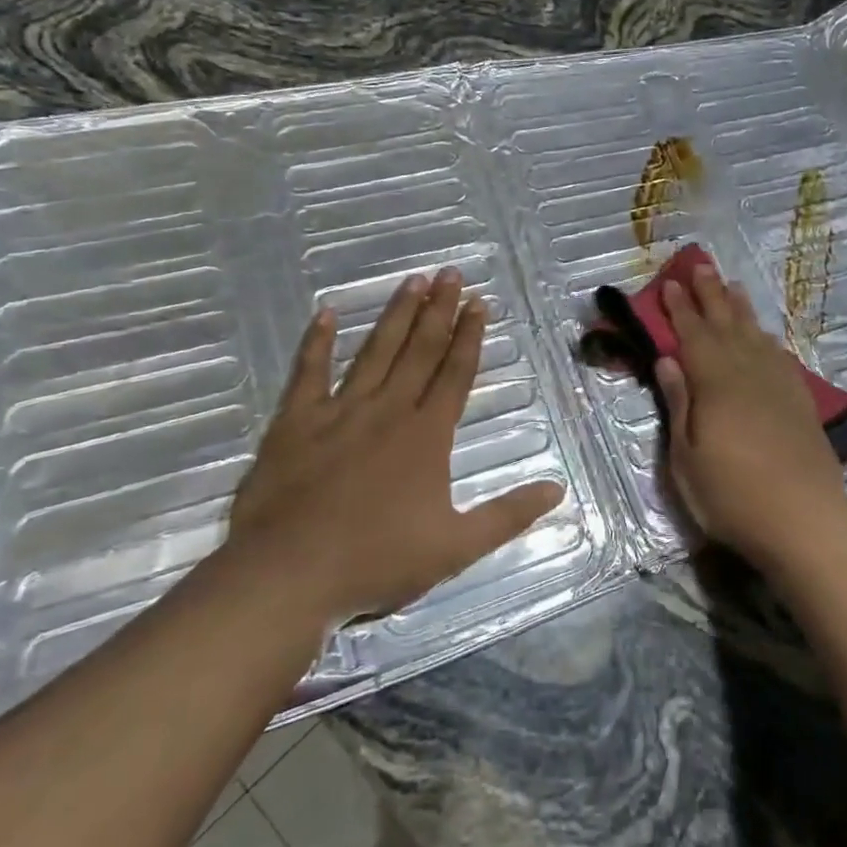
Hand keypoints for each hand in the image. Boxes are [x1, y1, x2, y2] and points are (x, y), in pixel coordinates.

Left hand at [228, 268, 563, 625]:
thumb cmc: (376, 561)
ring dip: (397, 314)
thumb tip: (558, 490)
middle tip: (451, 272)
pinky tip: (325, 314)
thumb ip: (508, 515)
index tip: (480, 302)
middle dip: (439, 309)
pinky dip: (316, 342)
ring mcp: (339, 411)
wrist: (288, 574)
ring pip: (375, 351)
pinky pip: (308, 372)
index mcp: (427, 435)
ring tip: (413, 280)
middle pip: (420, 350)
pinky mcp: (295, 422)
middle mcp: (388, 410)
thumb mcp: (456, 547)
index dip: (470, 336)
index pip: (455, 373)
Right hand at [652, 263, 846, 573]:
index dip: (680, 309)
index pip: (693, 336)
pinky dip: (769, 340)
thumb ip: (679, 405)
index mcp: (715, 384)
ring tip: (732, 286)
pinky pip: (781, 358)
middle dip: (711, 295)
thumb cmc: (732, 497)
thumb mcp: (687, 459)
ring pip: (756, 336)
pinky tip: (766, 337)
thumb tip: (667, 361)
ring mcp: (779, 386)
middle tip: (701, 265)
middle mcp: (748, 374)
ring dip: (741, 309)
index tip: (672, 284)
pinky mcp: (800, 403)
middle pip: (726, 325)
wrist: (805, 522)